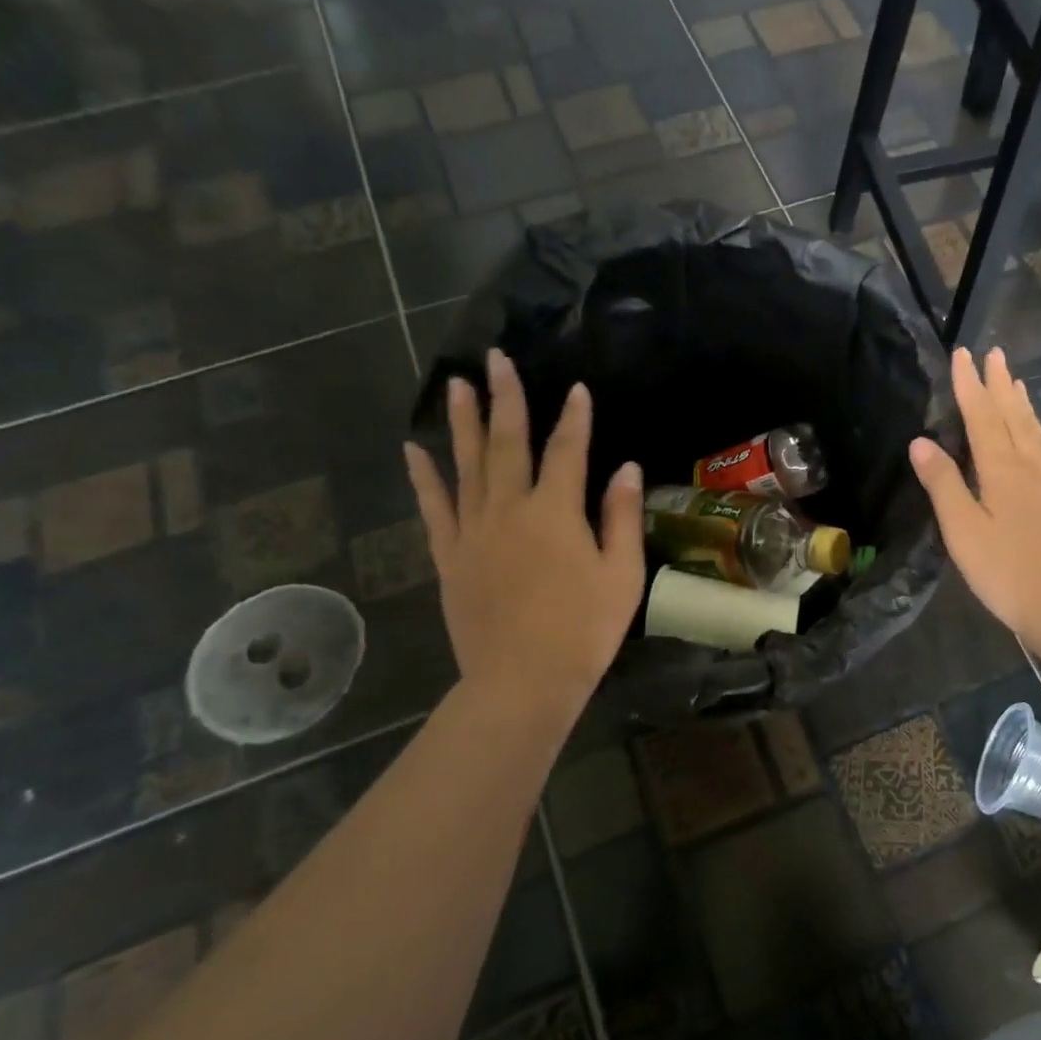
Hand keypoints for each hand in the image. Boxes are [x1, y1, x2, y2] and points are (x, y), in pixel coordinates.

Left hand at [405, 349, 644, 714]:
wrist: (522, 680)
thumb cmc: (584, 630)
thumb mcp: (622, 575)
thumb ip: (622, 517)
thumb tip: (626, 468)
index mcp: (556, 513)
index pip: (568, 451)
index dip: (575, 418)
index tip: (577, 389)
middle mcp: (509, 509)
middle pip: (508, 444)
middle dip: (507, 399)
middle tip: (497, 359)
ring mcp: (473, 531)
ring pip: (466, 465)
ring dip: (464, 423)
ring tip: (457, 385)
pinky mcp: (450, 556)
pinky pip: (434, 508)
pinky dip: (424, 477)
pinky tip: (414, 451)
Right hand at [908, 347, 1040, 655]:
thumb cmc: (1008, 573)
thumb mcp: (963, 531)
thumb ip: (943, 484)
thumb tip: (920, 441)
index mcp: (1003, 468)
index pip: (983, 415)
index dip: (970, 384)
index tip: (963, 354)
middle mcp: (1034, 464)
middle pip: (1015, 414)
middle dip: (1001, 384)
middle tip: (994, 353)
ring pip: (1037, 430)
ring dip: (1023, 404)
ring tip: (1016, 383)